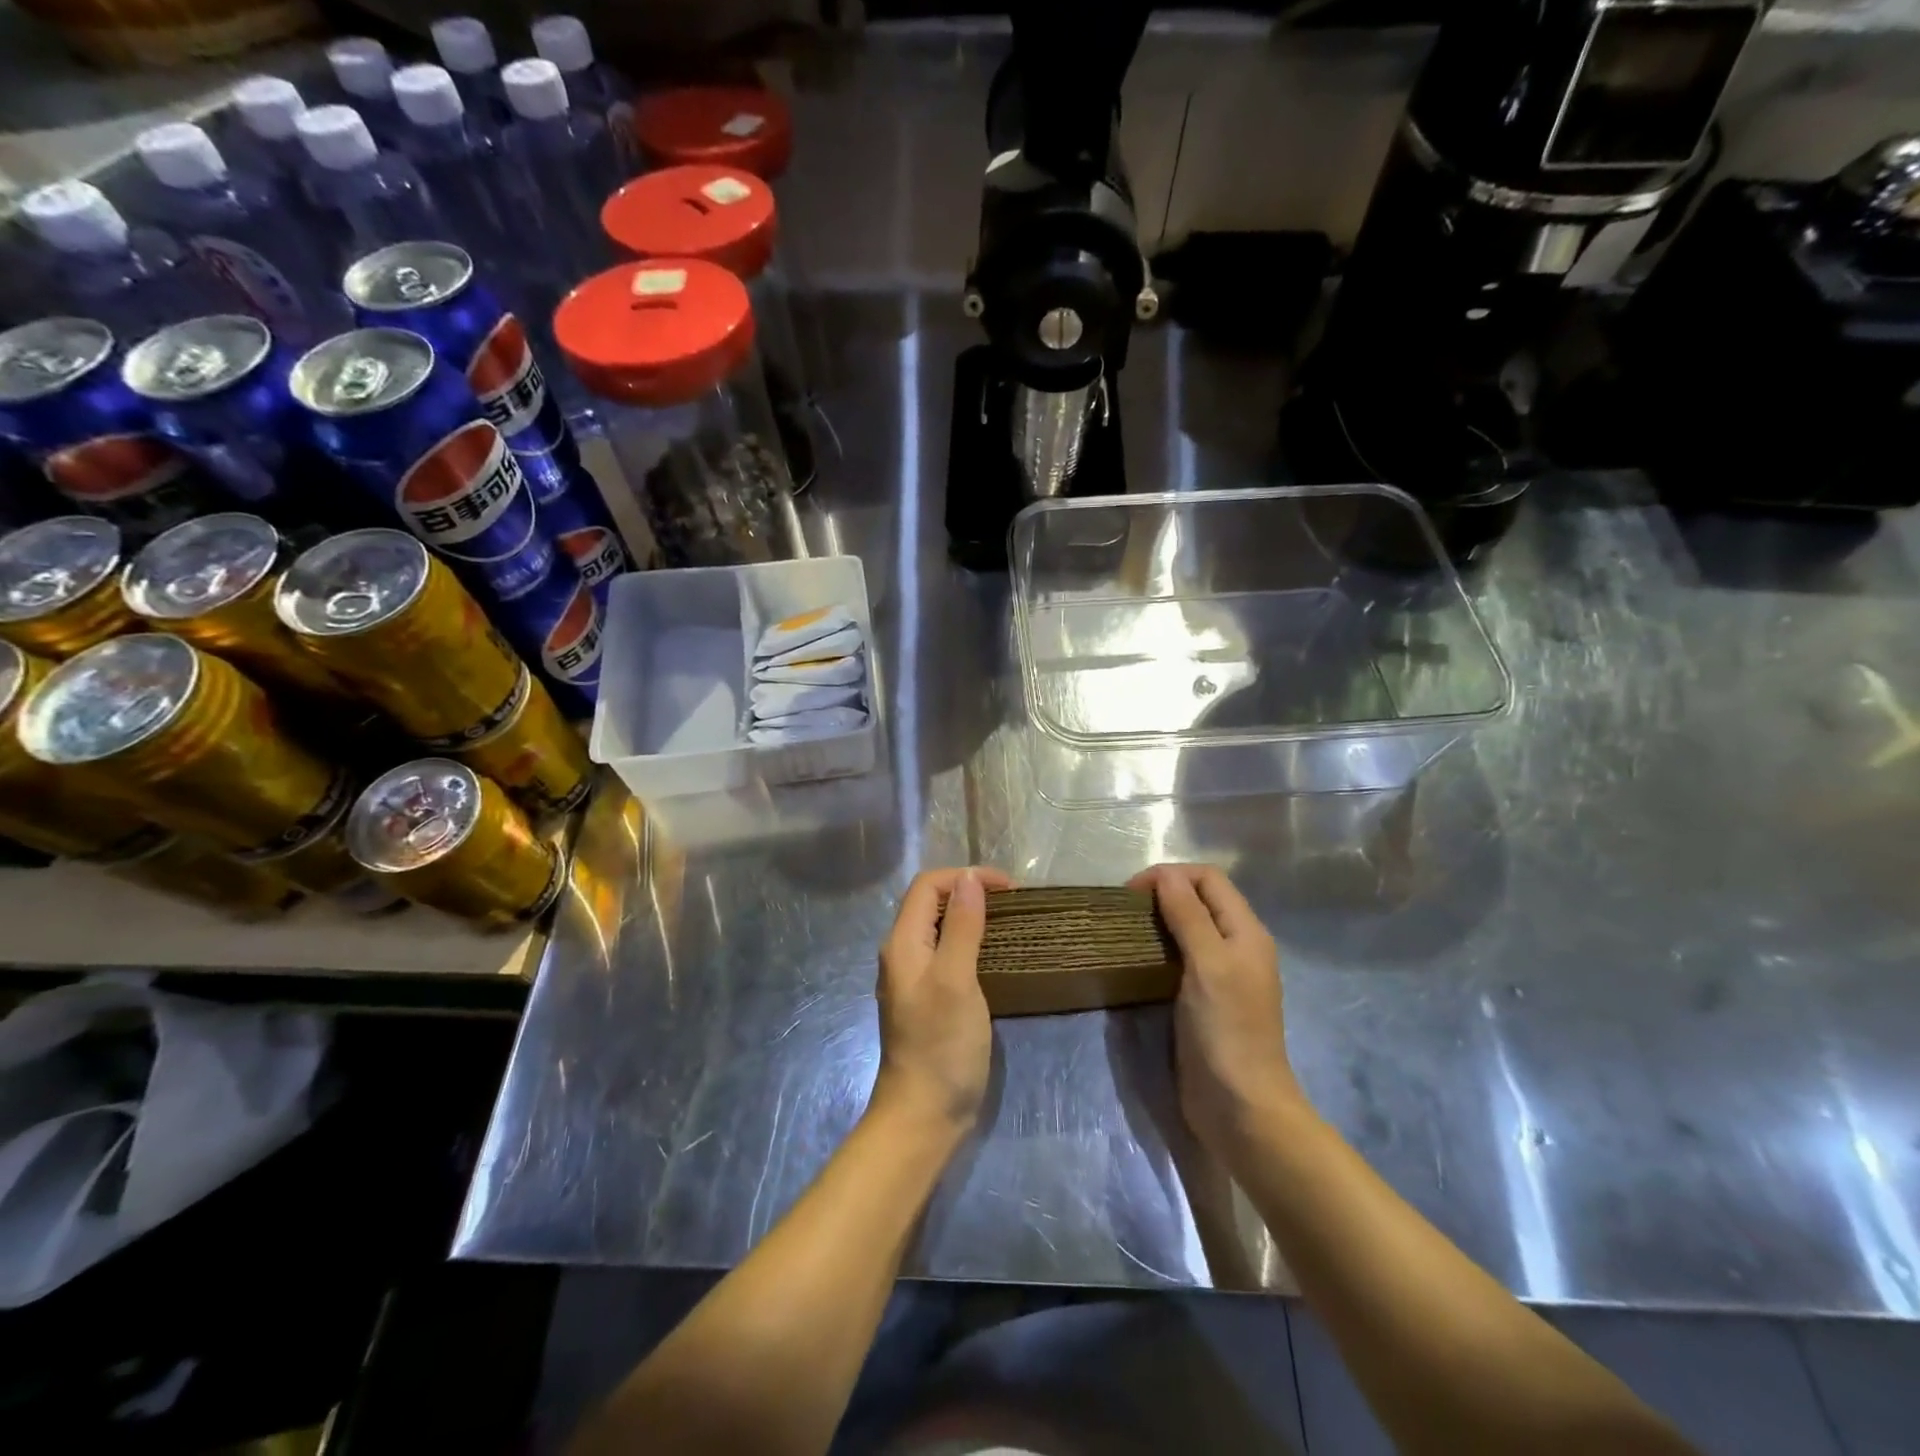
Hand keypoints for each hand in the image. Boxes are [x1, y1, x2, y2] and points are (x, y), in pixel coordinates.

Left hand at [873, 866, 1013, 1136]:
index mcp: (902, 943)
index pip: (928, 885)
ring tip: (1009, 922)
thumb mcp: (956, 980)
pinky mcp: (928, 998)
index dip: (966, 877)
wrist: (924, 1115)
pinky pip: (947, 953)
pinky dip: (971, 942)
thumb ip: (962, 927)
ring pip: (940, 928)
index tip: (1009, 889)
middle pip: (931, 903)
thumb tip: (969, 879)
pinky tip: (995, 954)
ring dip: (972, 916)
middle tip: (1013, 903)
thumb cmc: (941, 1045)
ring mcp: (914, 978)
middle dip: (970, 891)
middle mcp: (902, 953)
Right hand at [1129, 864, 1302, 1158]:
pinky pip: (1182, 957)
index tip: (1132, 893)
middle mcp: (1237, 946)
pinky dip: (1160, 947)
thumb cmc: (1226, 1030)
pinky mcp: (1204, 998)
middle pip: (1200, 899)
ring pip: (1190, 927)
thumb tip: (1164, 875)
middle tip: (1126, 911)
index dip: (1171, 875)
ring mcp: (1222, 974)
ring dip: (1160, 920)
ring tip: (1127, 930)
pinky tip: (1139, 959)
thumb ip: (1188, 915)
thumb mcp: (1207, 964)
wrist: (1240, 1107)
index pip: (1209, 878)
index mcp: (1246, 931)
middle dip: (1163, 893)